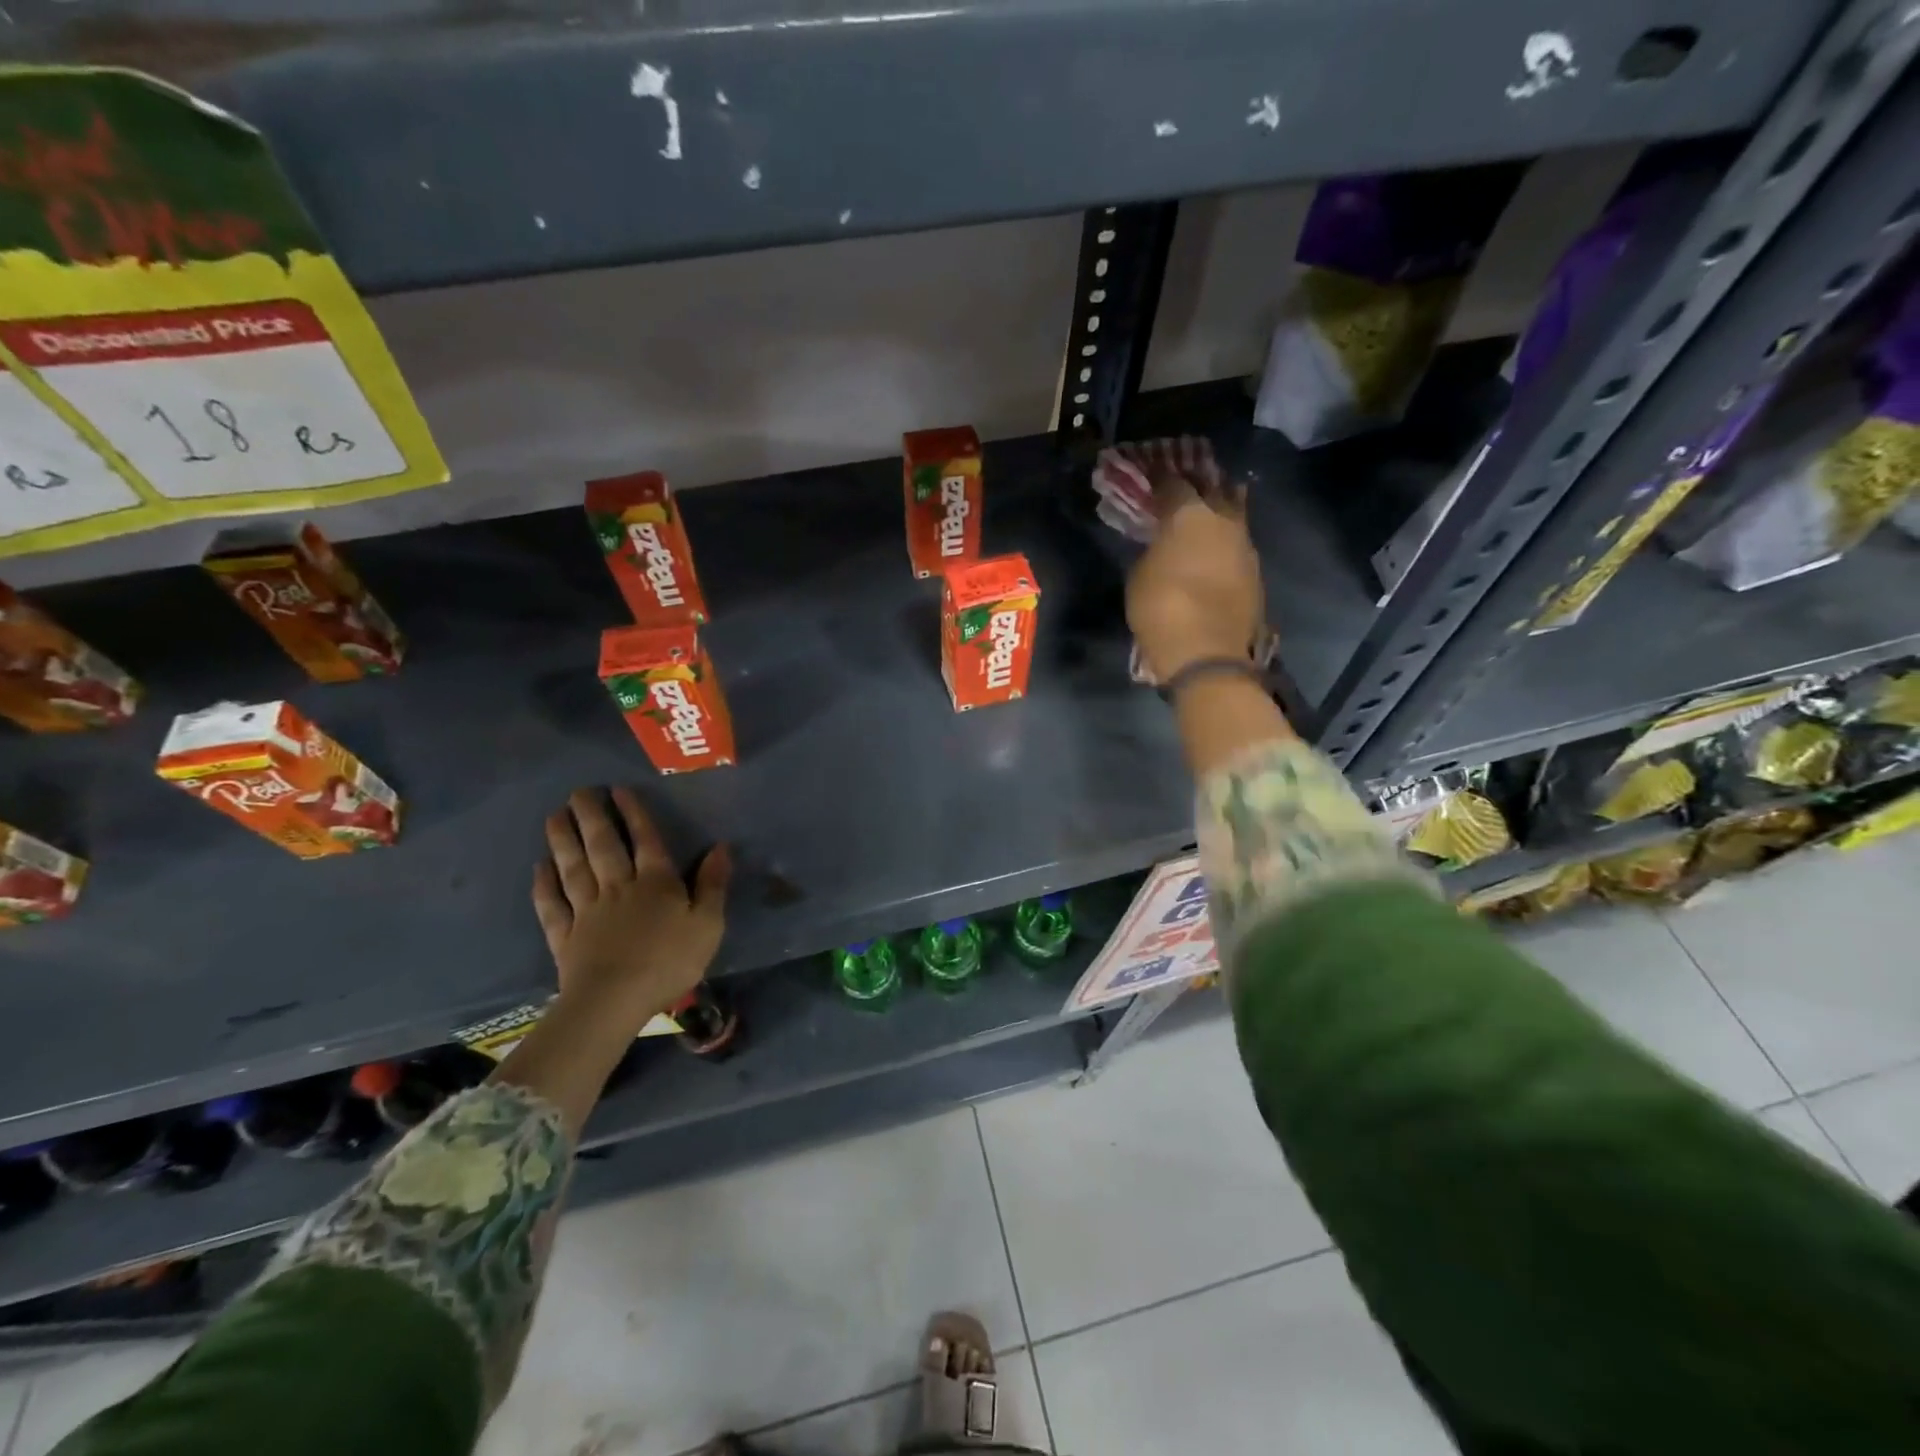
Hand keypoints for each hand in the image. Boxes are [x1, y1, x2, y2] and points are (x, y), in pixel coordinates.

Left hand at [532, 787, 729, 1028]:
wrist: (614, 1002)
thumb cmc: (669, 962)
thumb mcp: (707, 924)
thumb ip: (712, 885)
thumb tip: (720, 847)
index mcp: (656, 883)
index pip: (645, 840)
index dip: (633, 814)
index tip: (618, 790)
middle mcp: (618, 888)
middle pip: (603, 846)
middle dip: (592, 817)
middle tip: (579, 792)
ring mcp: (587, 911)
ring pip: (573, 868)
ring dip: (564, 840)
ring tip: (555, 816)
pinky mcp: (564, 936)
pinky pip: (552, 904)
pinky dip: (544, 885)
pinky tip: (540, 867)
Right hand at [1125, 454, 1264, 682]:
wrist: (1206, 651)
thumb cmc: (1160, 608)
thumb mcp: (1140, 574)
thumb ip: (1153, 549)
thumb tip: (1163, 544)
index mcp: (1189, 514)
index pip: (1173, 483)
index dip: (1161, 477)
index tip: (1152, 473)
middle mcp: (1223, 519)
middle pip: (1213, 488)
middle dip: (1199, 483)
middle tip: (1186, 481)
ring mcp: (1244, 545)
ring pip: (1233, 513)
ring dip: (1220, 507)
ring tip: (1207, 507)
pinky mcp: (1255, 571)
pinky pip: (1238, 543)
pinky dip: (1226, 539)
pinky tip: (1216, 545)